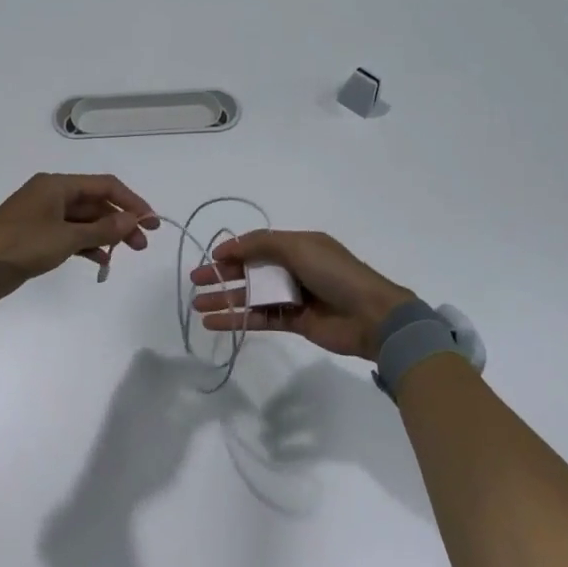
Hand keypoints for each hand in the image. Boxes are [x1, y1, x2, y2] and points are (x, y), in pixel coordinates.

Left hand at [0, 174, 159, 305]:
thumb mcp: (66, 238)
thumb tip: (134, 219)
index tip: (151, 222)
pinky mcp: (37, 236)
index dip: (131, 201)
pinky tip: (102, 260)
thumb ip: (103, 229)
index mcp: (57, 184)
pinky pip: (71, 235)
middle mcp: (52, 194)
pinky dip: (88, 244)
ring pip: (85, 220)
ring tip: (128, 254)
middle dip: (121, 220)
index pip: (105, 185)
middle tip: (142, 244)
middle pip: (96, 202)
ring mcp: (44, 215)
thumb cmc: (20, 245)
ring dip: (107, 234)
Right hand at [190, 230, 413, 358]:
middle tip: (195, 282)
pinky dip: (237, 319)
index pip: (258, 245)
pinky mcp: (294, 322)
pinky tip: (215, 322)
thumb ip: (261, 244)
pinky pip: (260, 317)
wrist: (371, 316)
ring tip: (197, 305)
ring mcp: (294, 296)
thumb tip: (228, 247)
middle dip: (222, 275)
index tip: (210, 259)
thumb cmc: (335, 273)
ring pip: (252, 296)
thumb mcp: (298, 247)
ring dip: (225, 299)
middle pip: (251, 270)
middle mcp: (294, 269)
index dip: (233, 251)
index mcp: (299, 246)